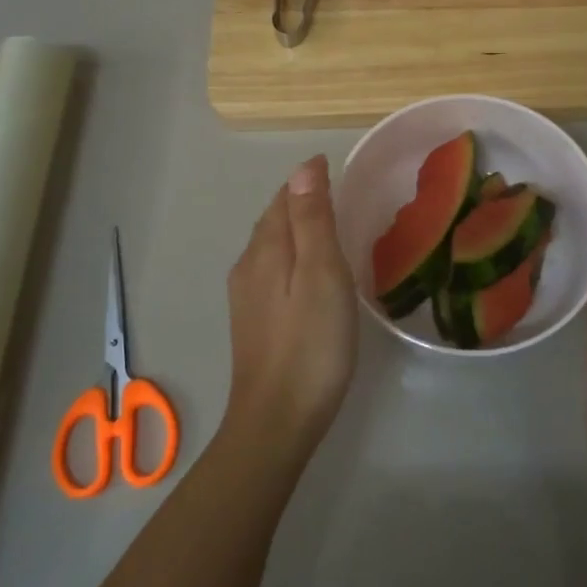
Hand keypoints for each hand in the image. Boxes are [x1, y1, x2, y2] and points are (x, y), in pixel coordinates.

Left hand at [224, 155, 358, 458]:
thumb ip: (312, 221)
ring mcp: (246, 298)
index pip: (284, 199)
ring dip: (295, 230)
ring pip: (271, 248)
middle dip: (300, 201)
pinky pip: (272, 272)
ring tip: (329, 227)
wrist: (277, 419)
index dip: (309, 180)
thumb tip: (304, 167)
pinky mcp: (253, 323)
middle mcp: (248, 267)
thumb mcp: (322, 275)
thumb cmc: (311, 345)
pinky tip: (310, 275)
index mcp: (266, 250)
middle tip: (339, 194)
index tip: (340, 169)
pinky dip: (292, 257)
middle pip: (274, 221)